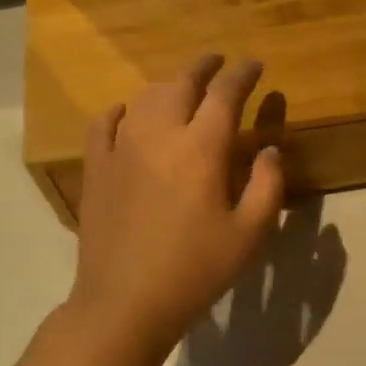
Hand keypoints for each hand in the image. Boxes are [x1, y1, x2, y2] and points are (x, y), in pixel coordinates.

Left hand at [67, 54, 285, 353]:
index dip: (243, 74)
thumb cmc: (196, 271)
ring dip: (168, 85)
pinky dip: (122, 110)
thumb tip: (270, 148)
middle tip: (219, 62)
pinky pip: (104, 123)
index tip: (255, 65)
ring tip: (182, 88)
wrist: (125, 302)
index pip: (225, 94)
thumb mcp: (250, 235)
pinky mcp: (95, 168)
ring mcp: (121, 148)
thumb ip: (268, 185)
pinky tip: (128, 113)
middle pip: (181, 83)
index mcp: (201, 148)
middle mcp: (159, 135)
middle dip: (204, 67)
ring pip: (144, 97)